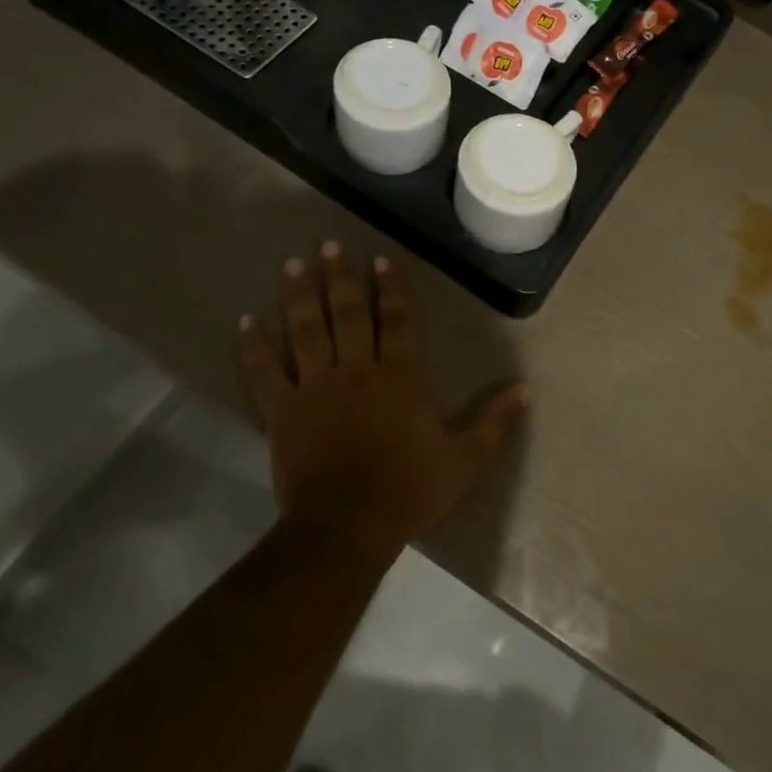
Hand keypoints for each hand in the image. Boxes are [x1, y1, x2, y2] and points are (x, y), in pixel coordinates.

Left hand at [237, 242, 527, 563]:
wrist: (347, 527)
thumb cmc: (409, 491)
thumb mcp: (465, 460)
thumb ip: (495, 422)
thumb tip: (525, 389)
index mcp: (401, 376)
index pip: (396, 320)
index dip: (390, 288)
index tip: (380, 260)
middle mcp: (357, 369)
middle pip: (347, 313)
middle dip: (340, 277)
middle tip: (329, 245)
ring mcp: (315, 386)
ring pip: (305, 330)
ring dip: (299, 295)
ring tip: (293, 264)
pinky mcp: (282, 410)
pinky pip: (265, 371)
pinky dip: (254, 346)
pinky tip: (245, 321)